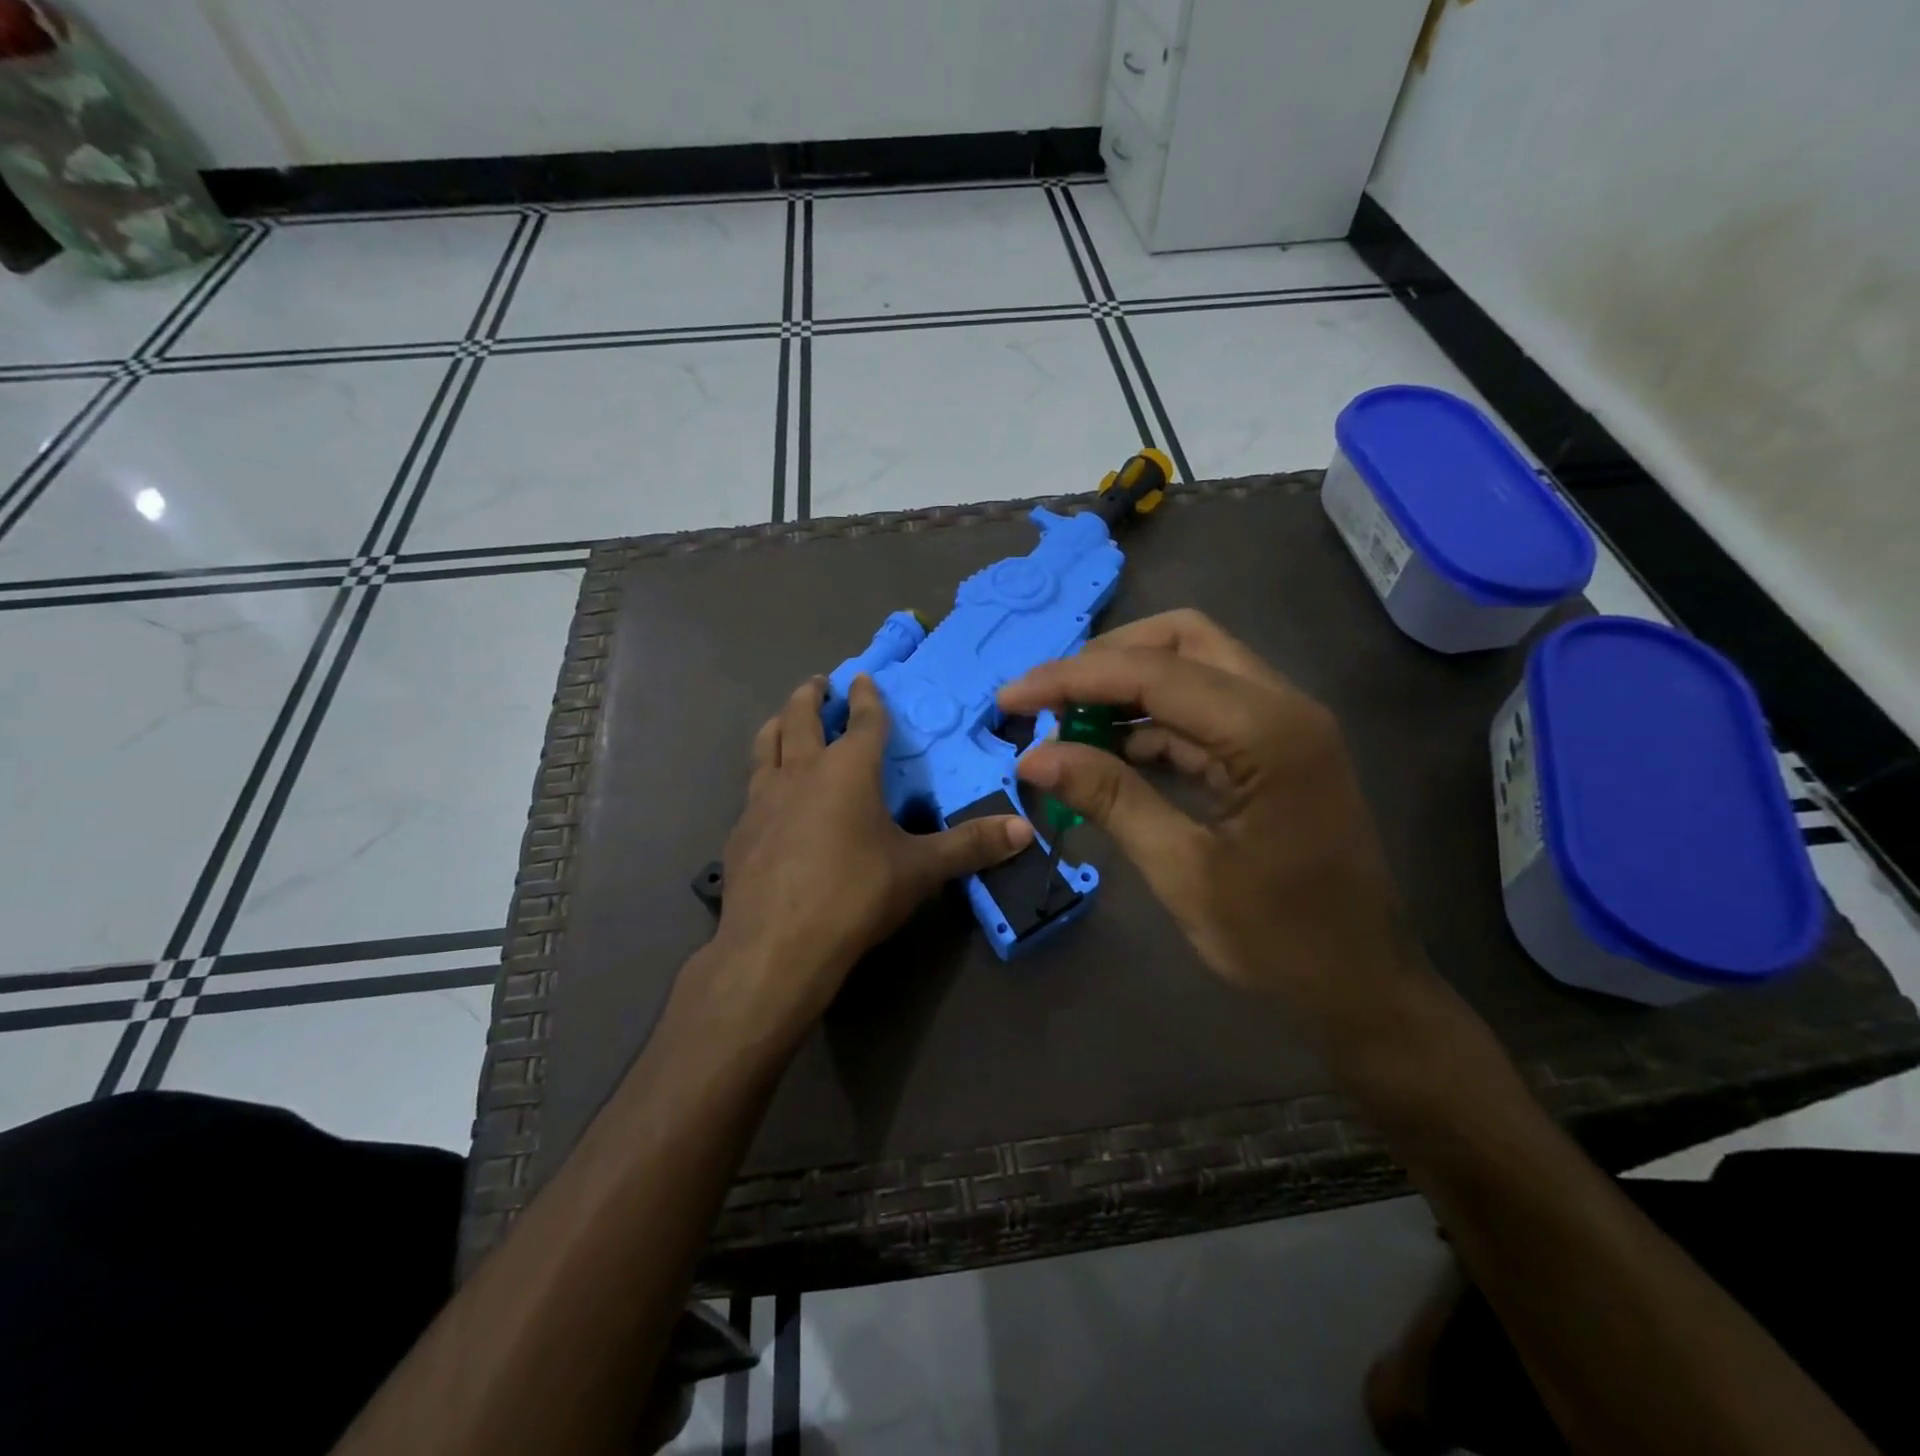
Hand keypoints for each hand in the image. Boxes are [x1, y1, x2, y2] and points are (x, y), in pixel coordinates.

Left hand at [714, 674, 1032, 1028]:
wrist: (777, 945)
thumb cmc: (855, 894)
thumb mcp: (920, 870)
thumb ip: (971, 846)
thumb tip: (1025, 830)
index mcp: (848, 769)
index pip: (864, 720)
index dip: (868, 697)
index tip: (864, 678)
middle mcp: (802, 771)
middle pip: (801, 717)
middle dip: (812, 695)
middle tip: (818, 684)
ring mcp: (763, 798)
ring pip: (766, 744)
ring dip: (778, 723)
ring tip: (784, 719)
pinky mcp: (741, 829)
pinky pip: (751, 786)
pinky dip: (762, 774)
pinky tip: (767, 794)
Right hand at [999, 610, 1425, 1033]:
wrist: (1362, 984)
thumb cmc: (1279, 938)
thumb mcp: (1182, 870)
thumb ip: (1111, 798)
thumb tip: (1034, 756)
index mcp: (1269, 731)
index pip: (1154, 673)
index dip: (1073, 679)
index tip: (1011, 699)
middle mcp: (1282, 705)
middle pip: (1182, 640)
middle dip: (1106, 661)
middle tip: (1049, 702)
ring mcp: (1282, 724)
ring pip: (1192, 667)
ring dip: (1125, 687)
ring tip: (1065, 726)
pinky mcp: (1272, 748)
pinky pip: (1201, 710)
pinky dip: (1149, 720)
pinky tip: (1107, 750)